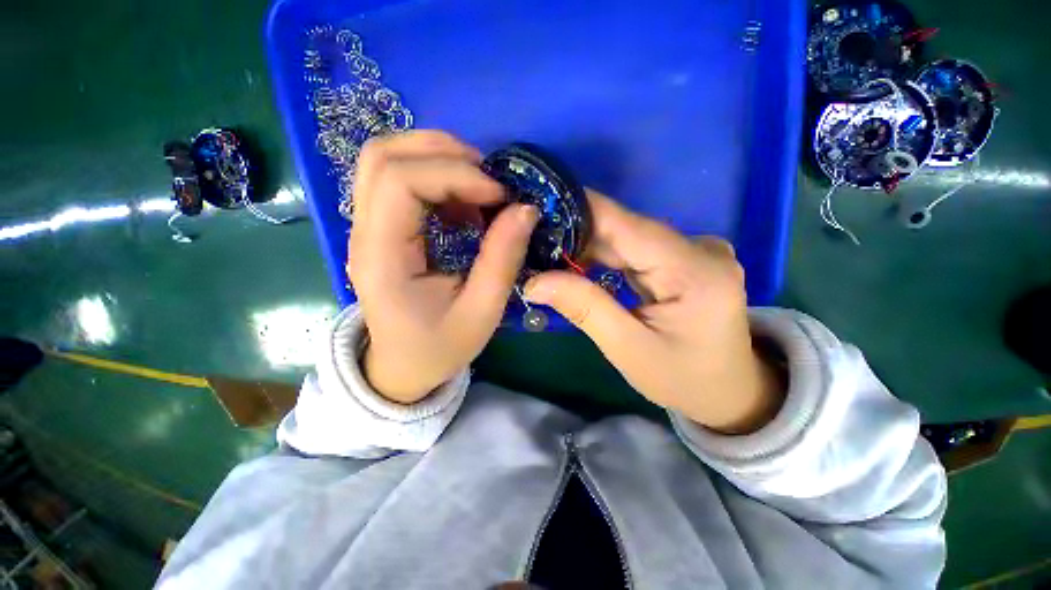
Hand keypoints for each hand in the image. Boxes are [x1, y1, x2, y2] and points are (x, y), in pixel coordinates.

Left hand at [349, 131, 538, 403]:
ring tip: (478, 189)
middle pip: (383, 156)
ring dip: (438, 160)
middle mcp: (363, 233)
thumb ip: (503, 259)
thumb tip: (526, 209)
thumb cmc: (440, 347)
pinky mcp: (380, 228)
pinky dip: (436, 178)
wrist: (404, 367)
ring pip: (387, 160)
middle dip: (444, 153)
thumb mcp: (481, 312)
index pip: (400, 182)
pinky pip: (399, 180)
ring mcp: (367, 227)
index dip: (455, 175)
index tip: (500, 195)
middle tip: (489, 180)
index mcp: (382, 258)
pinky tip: (463, 206)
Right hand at [523, 192, 783, 433]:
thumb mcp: (628, 349)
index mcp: (695, 270)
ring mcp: (694, 251)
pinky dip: (604, 256)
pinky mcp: (684, 259)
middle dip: (576, 234)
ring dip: (586, 245)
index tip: (538, 208)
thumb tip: (536, 282)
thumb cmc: (683, 378)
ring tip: (546, 253)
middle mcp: (699, 248)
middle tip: (532, 241)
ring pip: (626, 237)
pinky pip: (634, 249)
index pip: (627, 225)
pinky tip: (576, 263)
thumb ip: (584, 308)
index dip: (580, 211)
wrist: (730, 390)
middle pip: (625, 229)